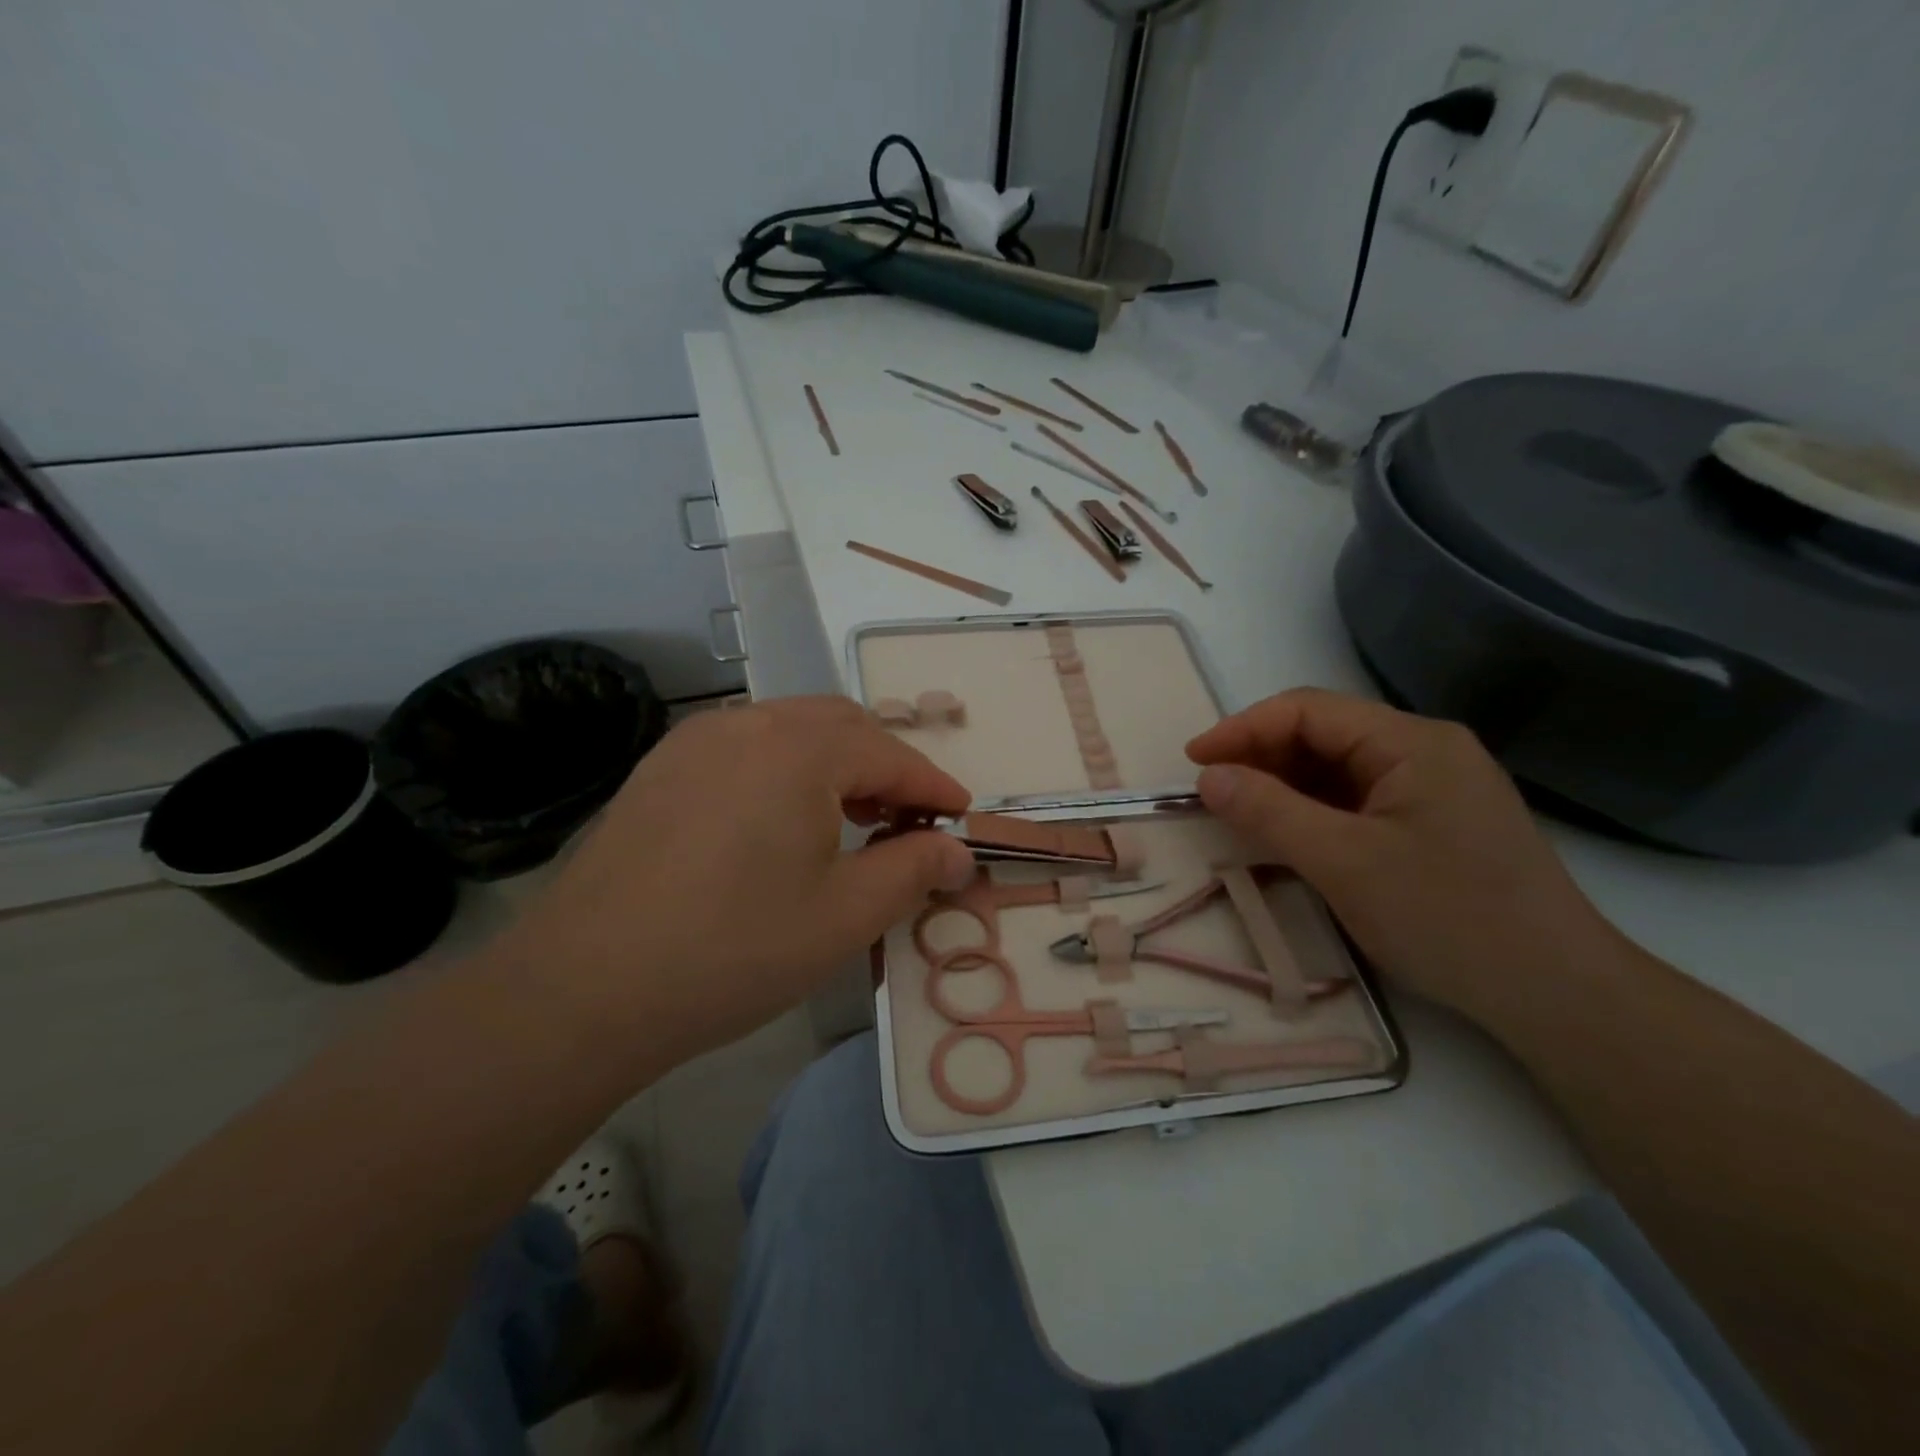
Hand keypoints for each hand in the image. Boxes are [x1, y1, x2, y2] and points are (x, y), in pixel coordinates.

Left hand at [497, 697, 975, 1065]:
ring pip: (790, 729)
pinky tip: (780, 821)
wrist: (584, 987)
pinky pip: (745, 748)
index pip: (890, 755)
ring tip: (850, 819)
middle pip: (841, 725)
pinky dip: (785, 769)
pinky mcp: (661, 768)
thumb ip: (913, 871)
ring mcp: (696, 740)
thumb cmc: (734, 949)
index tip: (962, 818)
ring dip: (835, 763)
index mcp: (800, 747)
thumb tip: (958, 852)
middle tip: (907, 820)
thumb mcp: (844, 916)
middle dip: (886, 766)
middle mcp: (748, 723)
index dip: (933, 787)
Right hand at [1186, 689, 1613, 1020]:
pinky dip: (1313, 810)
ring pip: (1337, 769)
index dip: (1242, 729)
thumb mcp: (1344, 862)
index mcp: (1413, 742)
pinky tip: (1286, 833)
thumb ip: (1269, 811)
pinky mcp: (1432, 823)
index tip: (1192, 762)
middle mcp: (1425, 750)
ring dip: (1284, 785)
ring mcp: (1433, 788)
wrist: (1557, 995)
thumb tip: (1208, 777)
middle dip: (1261, 756)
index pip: (1309, 711)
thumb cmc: (1448, 918)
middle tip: (1211, 791)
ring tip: (1238, 812)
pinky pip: (1357, 800)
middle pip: (1324, 734)